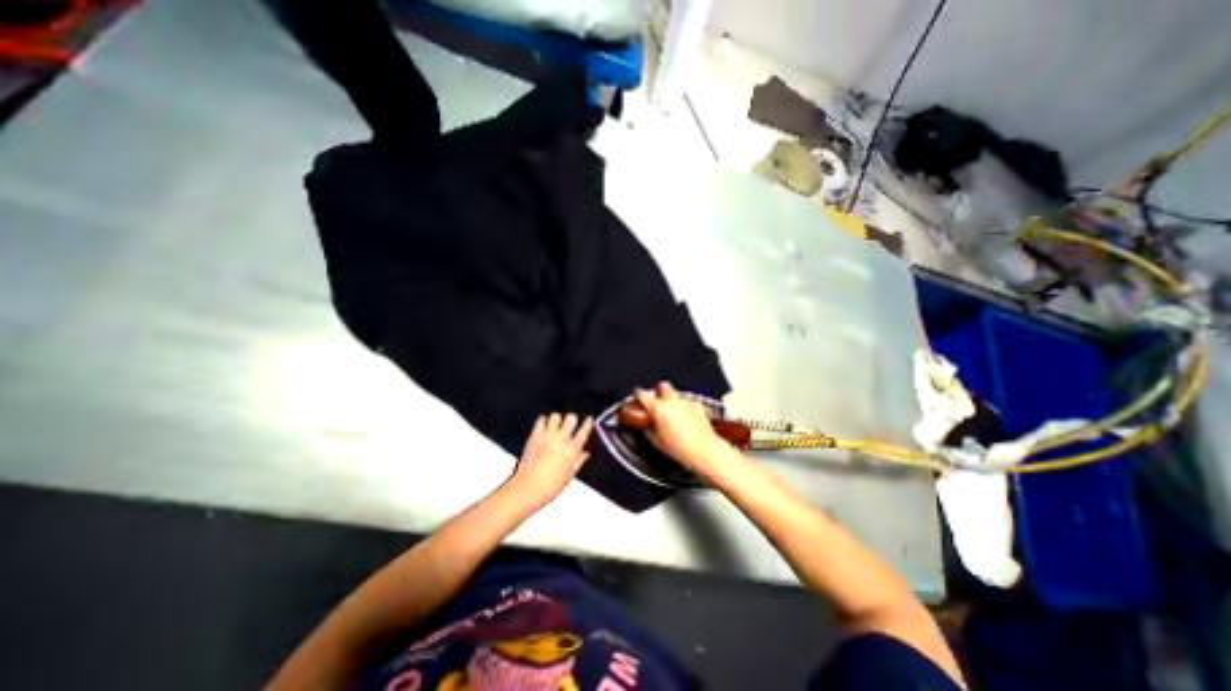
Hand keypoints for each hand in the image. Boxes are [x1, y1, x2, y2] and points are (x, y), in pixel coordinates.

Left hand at [504, 415, 591, 507]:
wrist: (527, 488)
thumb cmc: (548, 487)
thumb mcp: (569, 476)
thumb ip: (578, 461)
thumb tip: (585, 454)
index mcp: (571, 451)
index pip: (584, 431)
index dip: (588, 423)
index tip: (589, 420)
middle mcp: (561, 440)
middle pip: (571, 418)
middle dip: (572, 419)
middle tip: (570, 423)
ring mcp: (547, 436)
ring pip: (555, 416)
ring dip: (557, 420)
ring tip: (556, 425)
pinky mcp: (535, 436)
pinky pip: (541, 420)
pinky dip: (543, 421)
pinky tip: (544, 426)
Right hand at [630, 384, 745, 479]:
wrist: (706, 452)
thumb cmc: (680, 449)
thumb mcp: (657, 442)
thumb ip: (649, 429)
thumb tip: (647, 425)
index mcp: (658, 408)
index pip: (642, 393)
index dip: (637, 395)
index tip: (636, 398)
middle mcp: (672, 401)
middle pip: (662, 386)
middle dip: (658, 392)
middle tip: (656, 404)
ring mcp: (687, 402)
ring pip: (676, 395)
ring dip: (672, 402)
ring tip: (672, 416)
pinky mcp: (698, 406)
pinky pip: (687, 403)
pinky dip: (684, 409)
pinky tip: (686, 421)